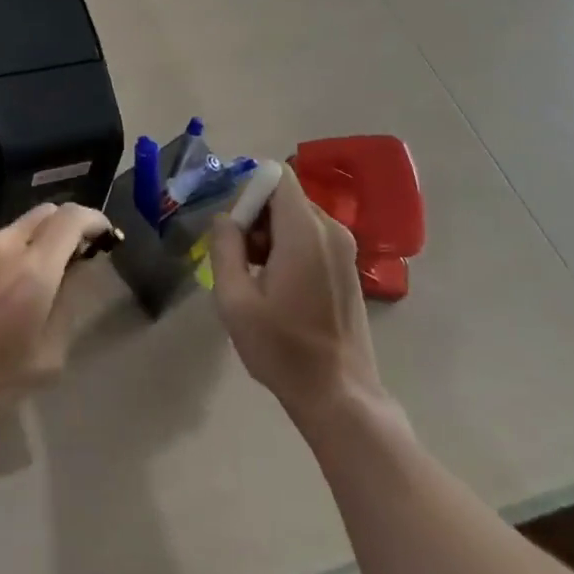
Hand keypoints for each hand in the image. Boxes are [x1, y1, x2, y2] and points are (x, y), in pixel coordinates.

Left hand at [0, 201, 112, 447]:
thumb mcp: (47, 358)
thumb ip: (68, 305)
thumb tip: (79, 271)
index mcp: (34, 268)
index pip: (72, 218)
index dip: (94, 219)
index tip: (105, 235)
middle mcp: (5, 245)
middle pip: (46, 212)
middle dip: (67, 226)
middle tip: (75, 255)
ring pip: (17, 227)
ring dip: (36, 241)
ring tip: (36, 278)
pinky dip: (9, 253)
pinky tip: (1, 290)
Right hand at [208, 166, 390, 423]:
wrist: (341, 398)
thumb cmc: (283, 349)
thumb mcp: (235, 300)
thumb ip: (224, 247)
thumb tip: (225, 217)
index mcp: (304, 230)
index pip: (276, 176)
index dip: (249, 192)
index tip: (235, 229)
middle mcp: (330, 229)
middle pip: (284, 196)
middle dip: (256, 217)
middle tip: (241, 259)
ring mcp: (345, 248)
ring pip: (297, 216)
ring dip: (271, 234)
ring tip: (258, 277)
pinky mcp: (349, 267)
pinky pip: (312, 236)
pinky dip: (291, 247)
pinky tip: (281, 288)